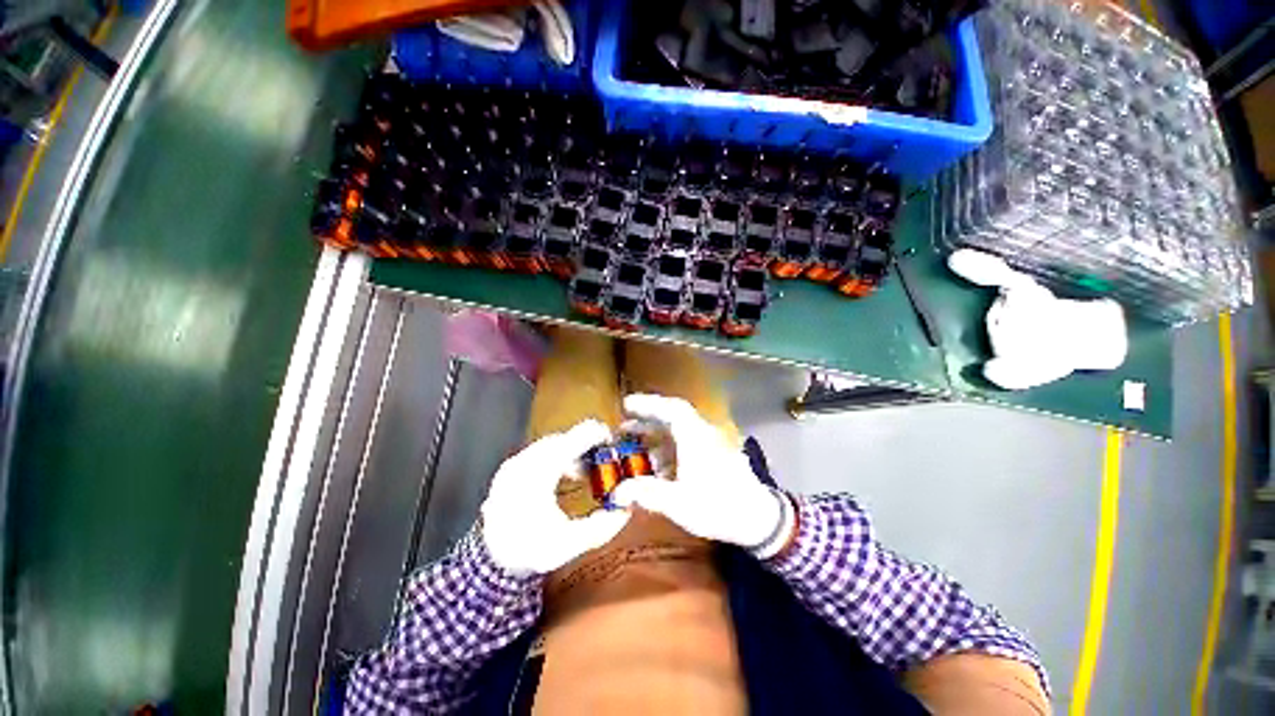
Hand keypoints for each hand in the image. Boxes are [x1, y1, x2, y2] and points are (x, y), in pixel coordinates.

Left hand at [482, 420, 630, 575]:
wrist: (492, 561)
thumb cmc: (531, 550)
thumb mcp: (569, 543)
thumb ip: (601, 526)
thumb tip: (625, 510)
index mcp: (537, 475)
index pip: (570, 441)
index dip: (592, 435)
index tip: (609, 438)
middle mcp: (523, 462)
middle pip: (561, 440)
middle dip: (583, 445)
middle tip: (600, 459)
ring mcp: (514, 464)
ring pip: (549, 444)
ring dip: (570, 451)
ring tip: (583, 472)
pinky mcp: (510, 468)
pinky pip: (538, 452)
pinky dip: (556, 456)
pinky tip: (565, 474)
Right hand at [612, 394, 790, 554]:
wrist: (757, 518)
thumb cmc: (718, 507)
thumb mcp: (679, 503)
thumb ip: (647, 494)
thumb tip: (617, 493)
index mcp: (695, 438)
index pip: (671, 409)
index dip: (647, 404)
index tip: (626, 405)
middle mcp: (702, 434)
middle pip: (673, 416)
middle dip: (647, 417)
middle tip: (623, 422)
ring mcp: (709, 443)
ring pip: (678, 429)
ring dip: (655, 433)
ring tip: (633, 442)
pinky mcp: (712, 454)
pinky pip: (684, 442)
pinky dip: (666, 446)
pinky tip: (655, 463)